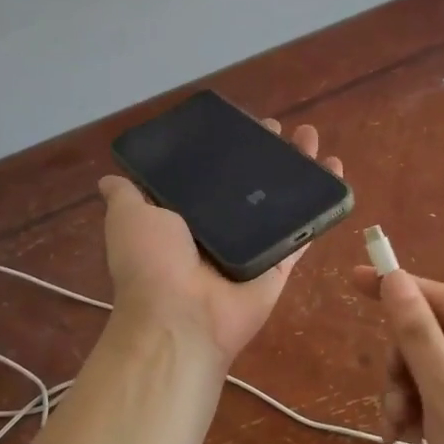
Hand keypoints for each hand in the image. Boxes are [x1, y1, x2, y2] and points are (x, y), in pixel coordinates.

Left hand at [99, 121, 341, 368]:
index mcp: (187, 217)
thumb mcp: (129, 218)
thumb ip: (126, 196)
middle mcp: (222, 230)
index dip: (228, 150)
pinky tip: (335, 171)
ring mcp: (255, 246)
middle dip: (267, 154)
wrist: (181, 317)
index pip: (212, 176)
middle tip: (280, 130)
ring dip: (299, 170)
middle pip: (252, 184)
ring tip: (311, 138)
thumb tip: (109, 177)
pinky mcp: (280, 263)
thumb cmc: (152, 262)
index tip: (242, 126)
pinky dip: (323, 204)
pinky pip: (305, 230)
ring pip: (283, 201)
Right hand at [352, 267, 443, 443]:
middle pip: (429, 336)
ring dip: (402, 393)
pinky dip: (412, 413)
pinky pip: (430, 399)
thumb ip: (419, 337)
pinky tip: (404, 440)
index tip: (354, 279)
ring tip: (398, 429)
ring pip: (424, 369)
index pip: (443, 299)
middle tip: (395, 399)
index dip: (399, 288)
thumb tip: (394, 278)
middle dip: (402, 363)